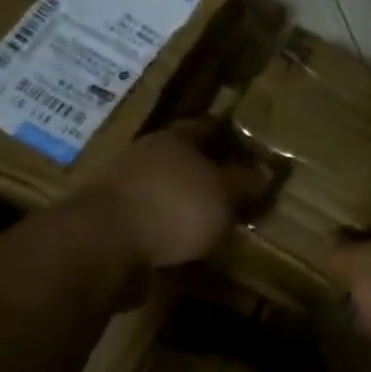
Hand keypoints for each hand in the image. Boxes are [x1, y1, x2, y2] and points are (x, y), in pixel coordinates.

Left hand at [94, 119, 267, 267]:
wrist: (105, 245)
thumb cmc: (174, 206)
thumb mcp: (224, 193)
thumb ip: (244, 182)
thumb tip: (265, 170)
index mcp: (173, 139)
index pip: (205, 126)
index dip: (227, 133)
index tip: (248, 144)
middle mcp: (145, 157)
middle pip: (182, 159)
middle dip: (207, 171)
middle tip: (235, 187)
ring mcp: (124, 190)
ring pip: (166, 191)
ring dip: (186, 204)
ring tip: (214, 221)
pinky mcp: (113, 224)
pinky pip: (152, 222)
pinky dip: (169, 231)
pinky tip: (186, 245)